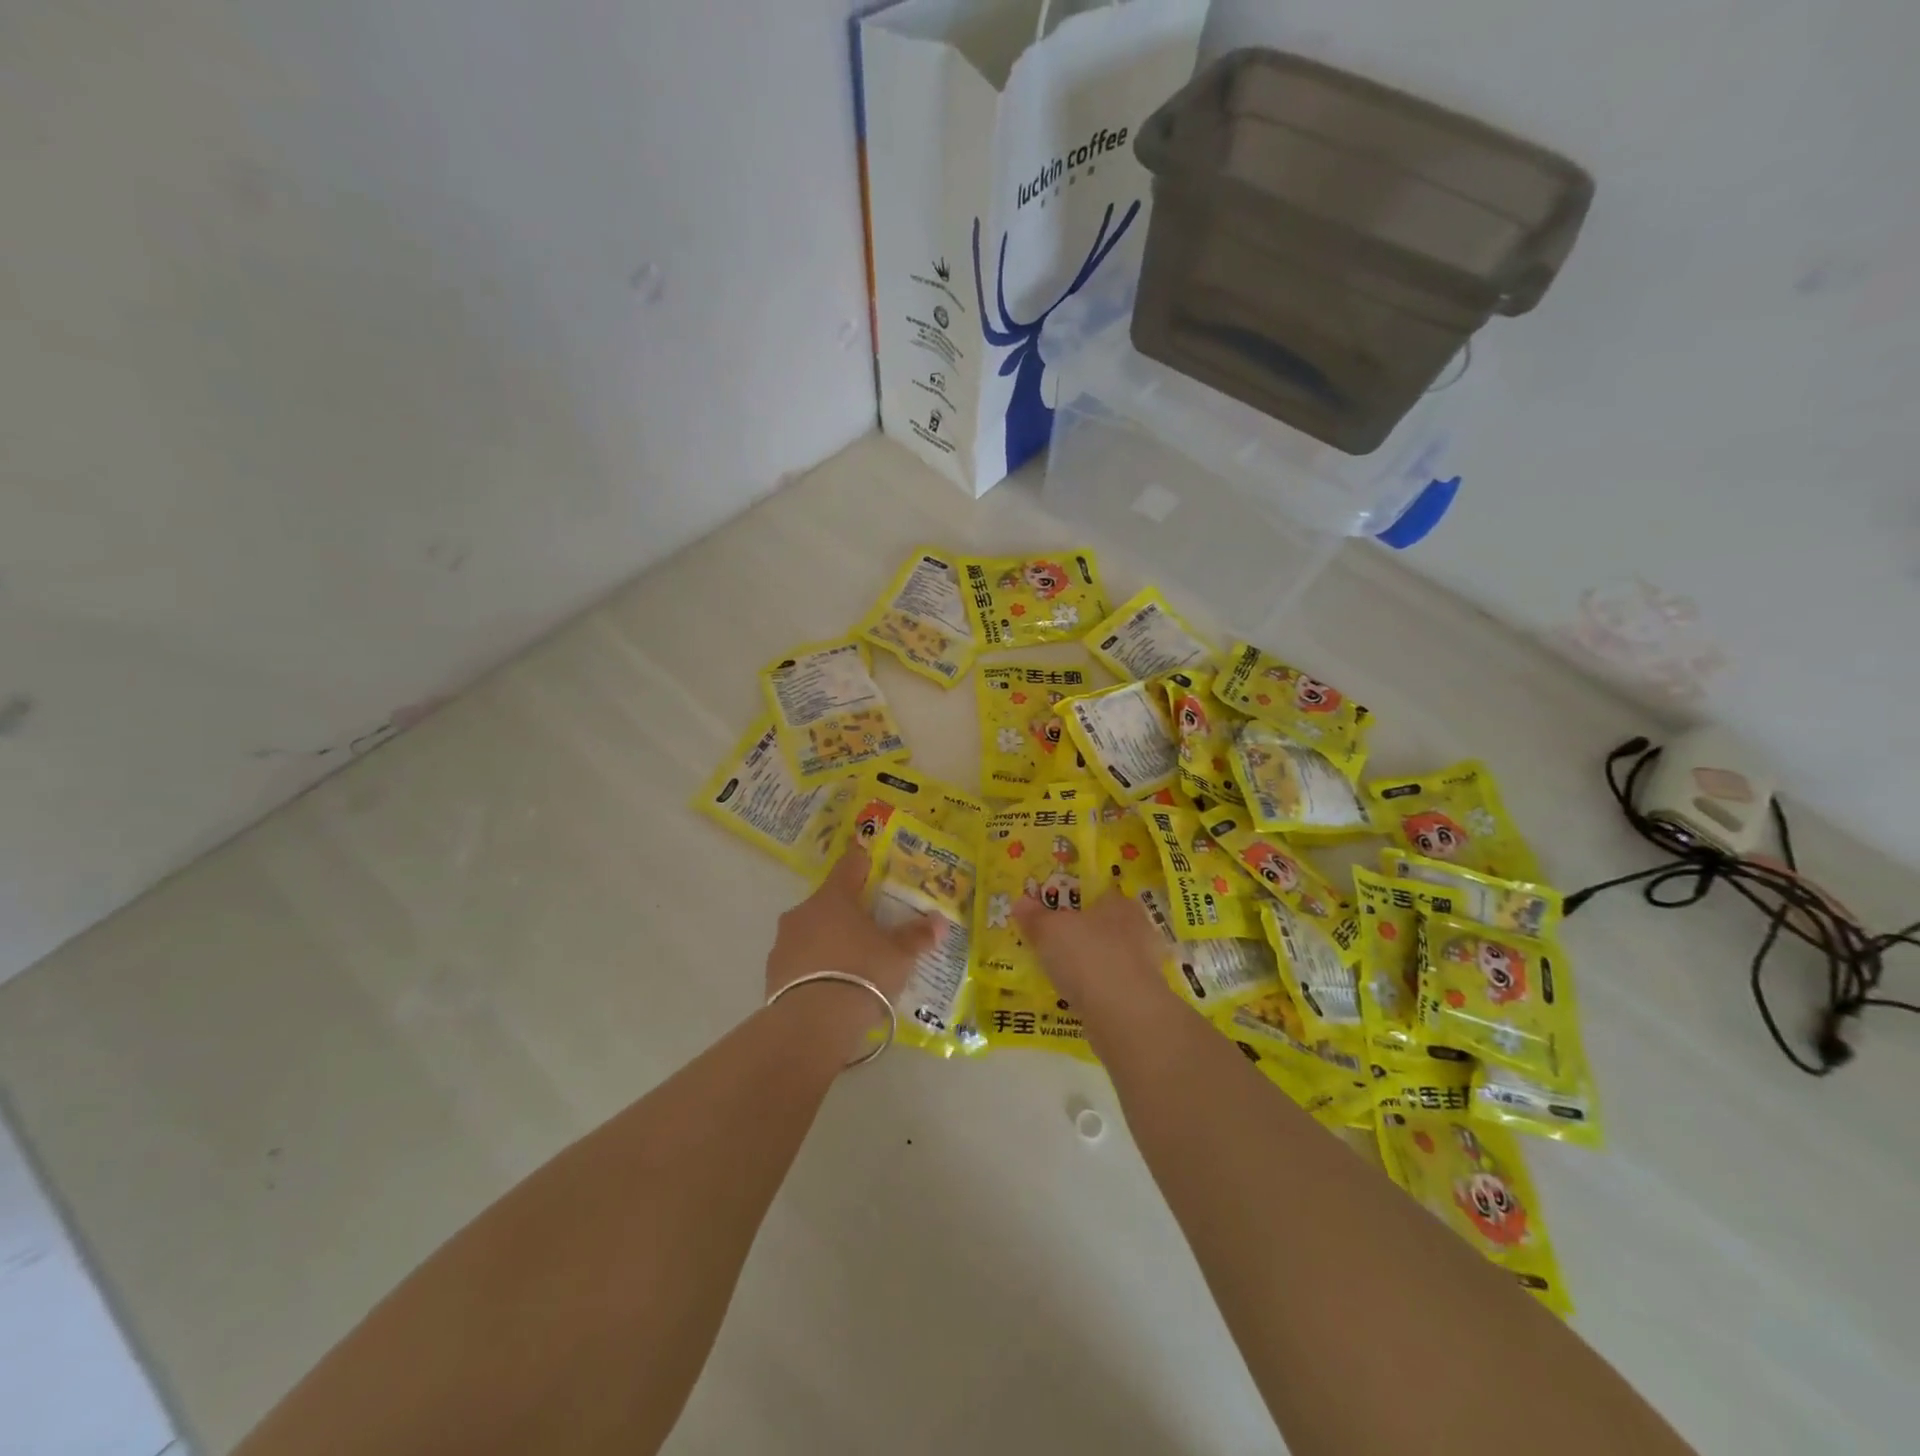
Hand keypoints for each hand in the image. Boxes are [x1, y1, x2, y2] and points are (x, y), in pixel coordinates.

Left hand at [764, 847, 940, 1057]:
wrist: (812, 1023)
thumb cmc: (862, 973)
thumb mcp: (899, 955)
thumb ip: (918, 936)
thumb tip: (939, 921)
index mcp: (834, 897)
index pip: (849, 866)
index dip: (863, 864)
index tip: (873, 865)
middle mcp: (803, 912)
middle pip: (828, 902)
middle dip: (847, 912)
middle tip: (870, 928)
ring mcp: (783, 942)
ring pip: (810, 932)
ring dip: (828, 940)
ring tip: (851, 964)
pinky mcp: (772, 973)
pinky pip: (799, 961)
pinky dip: (814, 968)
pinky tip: (830, 987)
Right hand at [1013, 890, 1167, 1014]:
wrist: (1124, 1016)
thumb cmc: (1087, 957)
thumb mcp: (1049, 931)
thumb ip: (1035, 916)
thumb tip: (1020, 901)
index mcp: (1120, 904)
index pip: (1098, 893)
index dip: (1074, 899)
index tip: (1052, 910)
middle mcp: (1137, 929)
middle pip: (1102, 925)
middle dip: (1079, 933)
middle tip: (1049, 941)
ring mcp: (1142, 966)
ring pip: (1106, 956)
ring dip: (1085, 963)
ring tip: (1055, 971)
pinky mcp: (1138, 998)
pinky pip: (1108, 985)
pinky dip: (1091, 989)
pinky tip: (1071, 996)